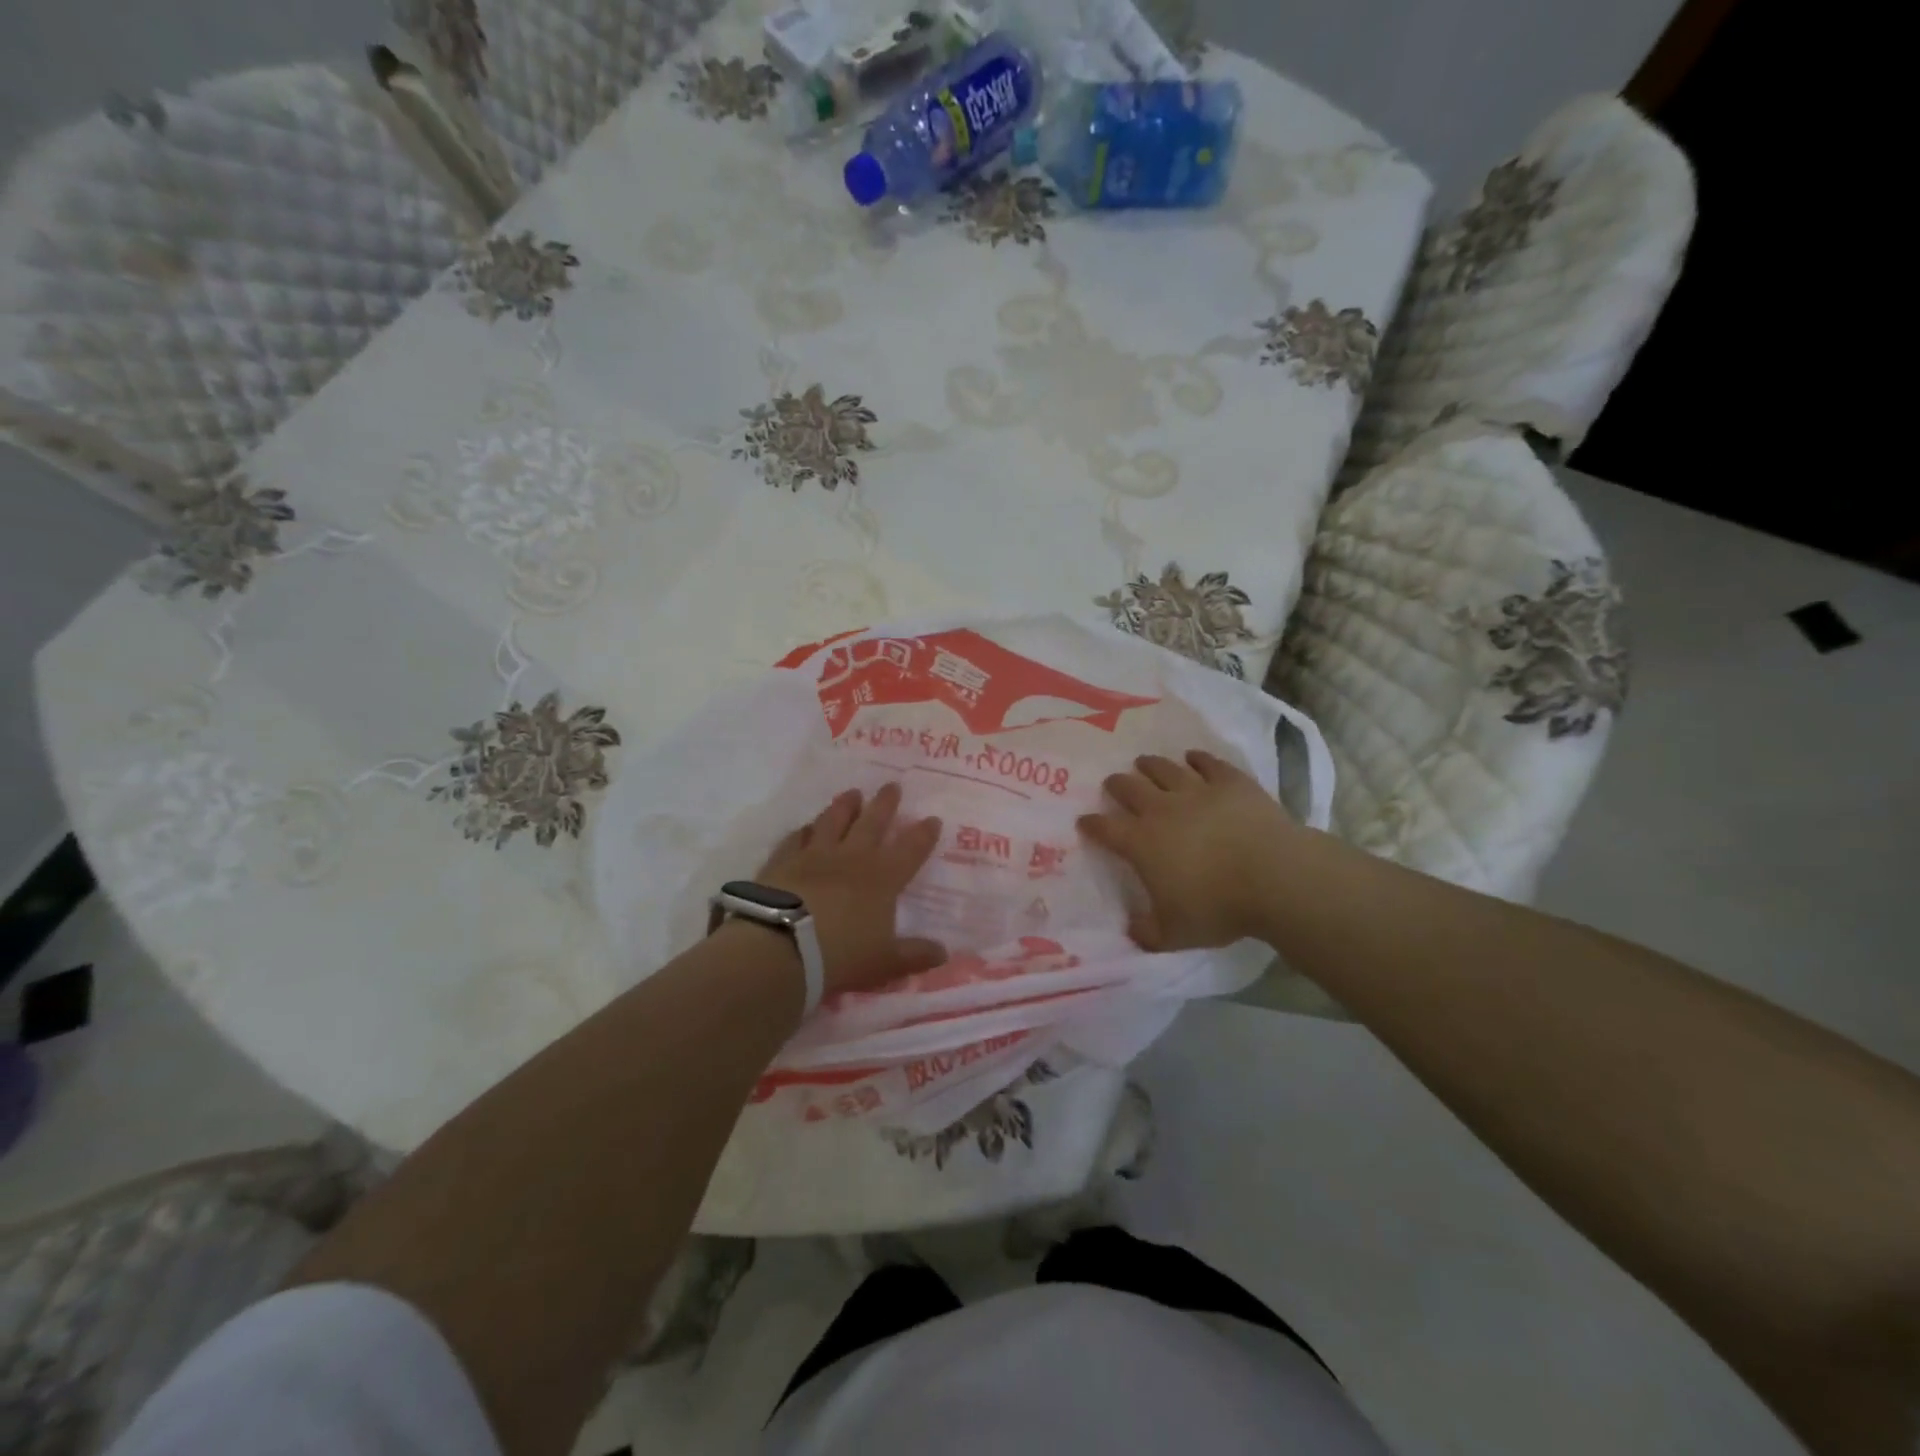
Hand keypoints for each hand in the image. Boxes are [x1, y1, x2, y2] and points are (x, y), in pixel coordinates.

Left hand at [757, 783, 946, 995]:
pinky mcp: (784, 861)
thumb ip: (914, 955)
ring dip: (845, 806)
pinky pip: (796, 839)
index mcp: (883, 878)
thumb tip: (943, 953)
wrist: (782, 946)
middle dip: (885, 804)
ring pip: (833, 821)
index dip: (923, 834)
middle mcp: (852, 858)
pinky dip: (803, 832)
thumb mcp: (885, 963)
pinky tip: (805, 827)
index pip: (911, 849)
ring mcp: (815, 855)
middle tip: (892, 785)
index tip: (932, 818)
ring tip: (852, 793)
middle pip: (872, 823)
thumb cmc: (841, 955)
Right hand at [1078, 750, 1303, 950]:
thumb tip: (1131, 928)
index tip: (1084, 821)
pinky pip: (1208, 763)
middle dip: (1117, 785)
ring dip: (1150, 765)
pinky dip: (1197, 759)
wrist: (1274, 876)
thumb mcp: (1175, 934)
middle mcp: (1162, 809)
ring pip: (1164, 769)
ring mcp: (1197, 791)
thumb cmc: (1219, 907)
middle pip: (1130, 788)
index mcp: (1142, 843)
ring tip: (1143, 762)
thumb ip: (1147, 932)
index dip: (1092, 825)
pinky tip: (1193, 757)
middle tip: (1113, 783)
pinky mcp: (1230, 782)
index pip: (1106, 828)